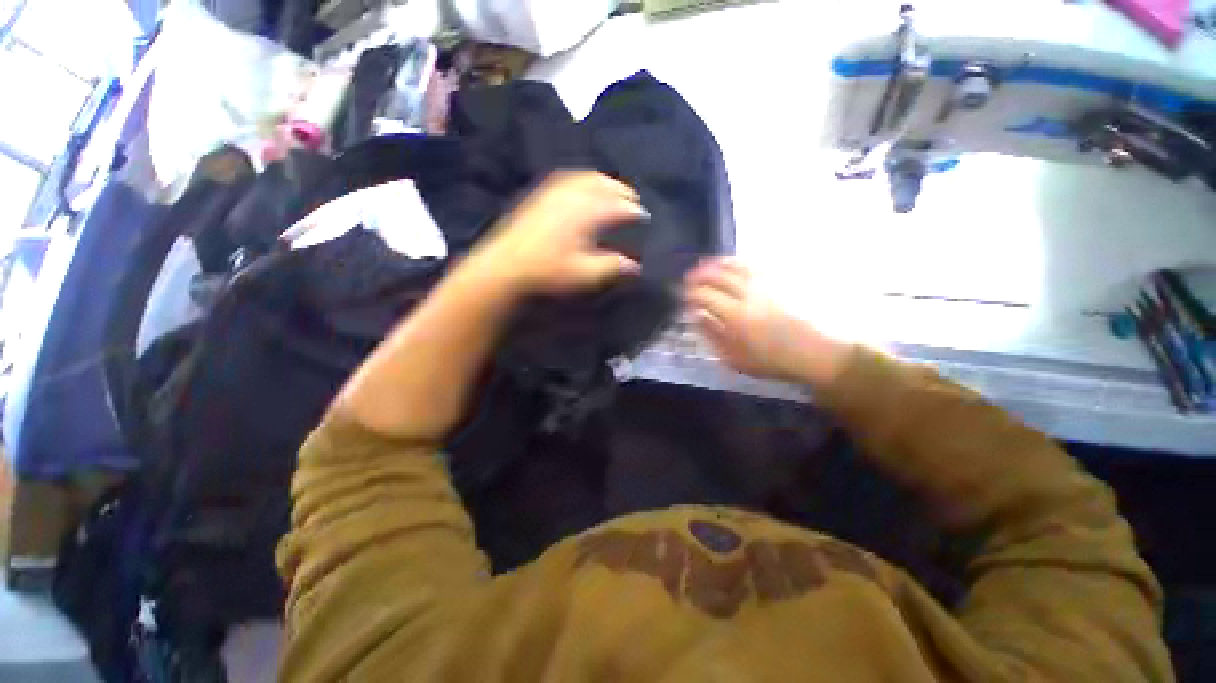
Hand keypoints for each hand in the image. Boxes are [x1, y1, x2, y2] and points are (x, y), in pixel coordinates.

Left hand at [467, 171, 646, 295]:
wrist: (506, 265)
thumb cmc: (548, 271)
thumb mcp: (584, 274)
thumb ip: (612, 267)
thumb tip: (635, 265)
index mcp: (587, 213)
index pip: (618, 207)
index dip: (634, 211)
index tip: (645, 217)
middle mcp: (573, 195)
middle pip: (604, 185)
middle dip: (622, 191)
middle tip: (634, 200)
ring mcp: (555, 192)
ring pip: (586, 178)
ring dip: (604, 181)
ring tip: (613, 189)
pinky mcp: (541, 195)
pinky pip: (568, 178)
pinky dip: (583, 179)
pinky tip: (583, 187)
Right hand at [683, 258, 851, 385]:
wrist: (813, 353)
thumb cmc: (770, 360)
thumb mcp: (734, 357)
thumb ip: (711, 334)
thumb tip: (696, 316)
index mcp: (735, 316)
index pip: (705, 296)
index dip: (690, 294)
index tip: (682, 296)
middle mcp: (748, 294)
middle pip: (718, 276)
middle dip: (699, 275)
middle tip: (688, 278)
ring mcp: (765, 285)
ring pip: (736, 266)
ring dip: (716, 264)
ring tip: (705, 266)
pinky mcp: (778, 282)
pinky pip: (753, 266)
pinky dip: (737, 263)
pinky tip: (731, 266)